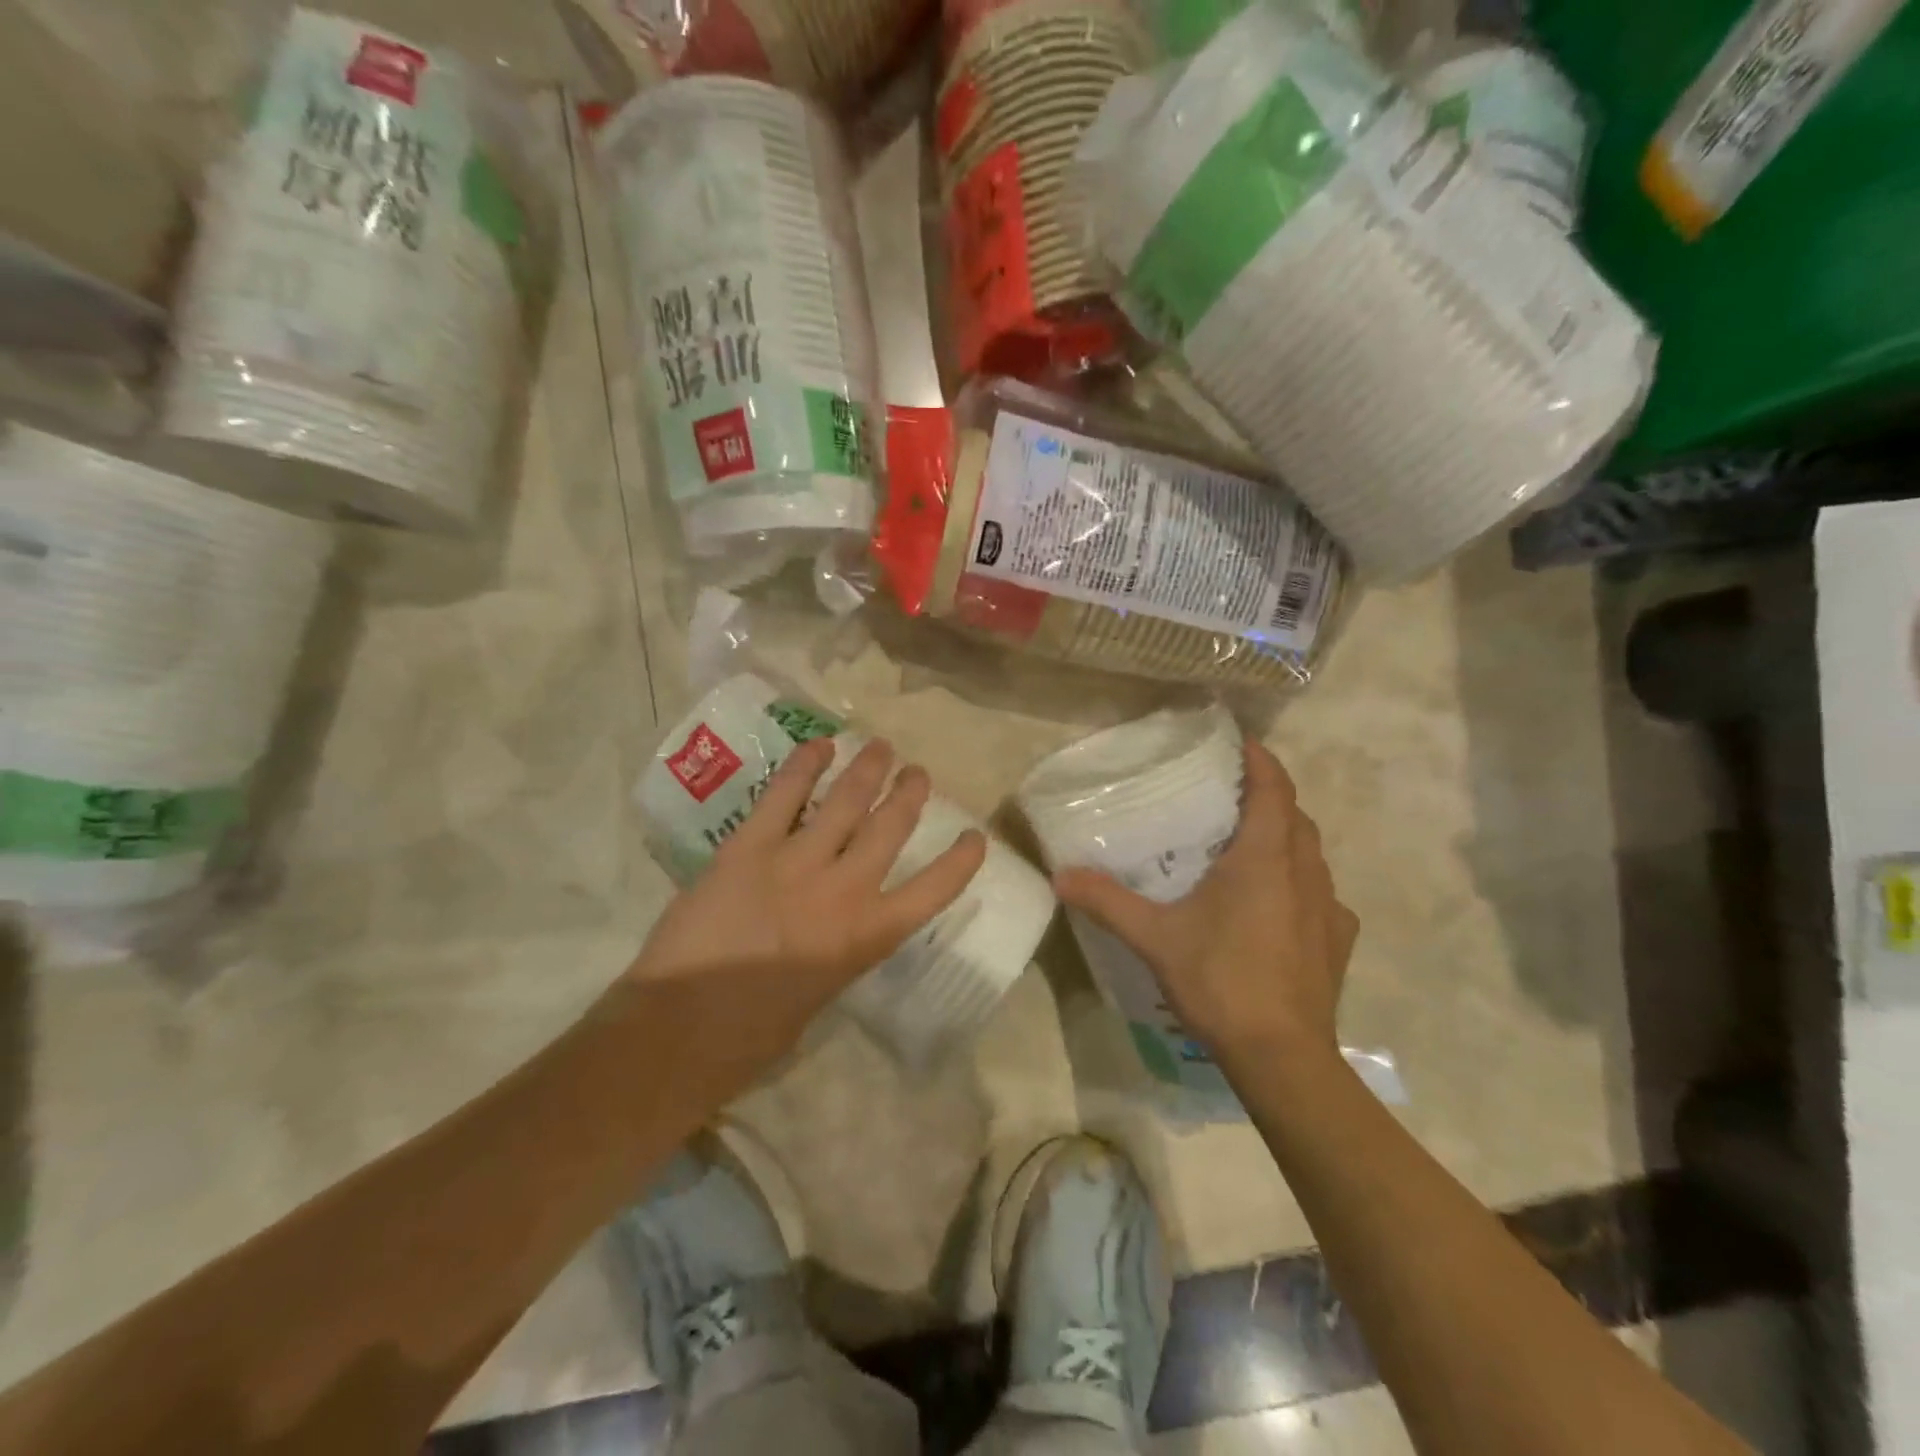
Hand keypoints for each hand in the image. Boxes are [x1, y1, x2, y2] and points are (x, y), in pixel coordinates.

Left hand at [630, 735, 986, 1057]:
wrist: (681, 1029)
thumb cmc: (753, 1036)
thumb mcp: (820, 993)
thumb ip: (836, 950)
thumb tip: (832, 927)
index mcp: (867, 936)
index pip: (933, 890)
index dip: (961, 860)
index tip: (975, 836)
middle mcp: (843, 890)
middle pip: (889, 827)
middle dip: (909, 793)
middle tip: (916, 772)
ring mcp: (796, 862)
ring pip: (845, 802)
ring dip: (868, 769)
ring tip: (881, 747)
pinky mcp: (749, 847)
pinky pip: (783, 796)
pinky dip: (804, 765)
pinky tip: (820, 746)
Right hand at [1053, 738, 1356, 1068]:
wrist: (1282, 1056)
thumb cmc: (1221, 980)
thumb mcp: (1154, 937)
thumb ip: (1107, 901)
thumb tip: (1059, 875)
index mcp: (1266, 857)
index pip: (1274, 787)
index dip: (1260, 759)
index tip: (1240, 742)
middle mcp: (1306, 871)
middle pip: (1295, 816)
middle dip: (1268, 797)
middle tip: (1229, 795)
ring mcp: (1329, 907)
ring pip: (1311, 853)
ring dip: (1285, 838)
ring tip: (1249, 845)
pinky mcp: (1338, 939)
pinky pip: (1321, 894)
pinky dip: (1299, 883)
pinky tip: (1276, 905)